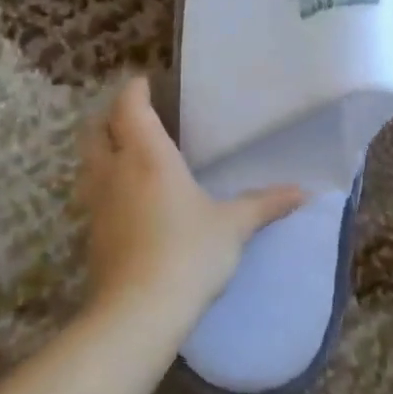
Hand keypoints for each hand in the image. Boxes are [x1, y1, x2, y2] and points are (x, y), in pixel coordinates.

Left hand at [77, 77, 305, 328]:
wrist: (138, 311)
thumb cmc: (189, 253)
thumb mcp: (233, 226)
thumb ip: (265, 204)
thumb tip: (305, 192)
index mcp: (148, 156)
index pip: (129, 107)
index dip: (134, 90)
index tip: (145, 82)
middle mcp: (115, 171)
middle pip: (96, 130)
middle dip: (110, 116)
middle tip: (134, 115)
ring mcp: (97, 203)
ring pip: (87, 162)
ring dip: (102, 149)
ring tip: (127, 152)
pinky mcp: (91, 233)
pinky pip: (91, 193)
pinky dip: (103, 183)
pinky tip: (126, 198)